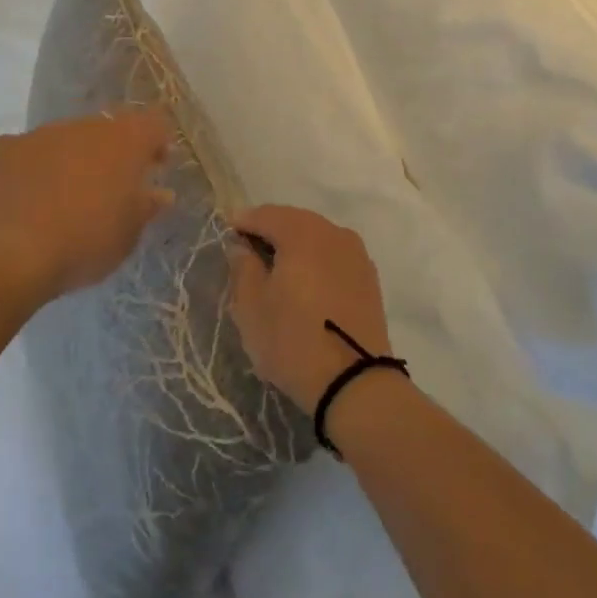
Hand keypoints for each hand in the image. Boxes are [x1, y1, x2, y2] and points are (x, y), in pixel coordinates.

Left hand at [0, 111, 172, 303]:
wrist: (6, 254)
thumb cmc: (83, 244)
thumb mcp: (128, 235)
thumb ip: (146, 207)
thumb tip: (159, 193)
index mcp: (124, 141)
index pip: (153, 124)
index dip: (157, 143)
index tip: (155, 168)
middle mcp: (85, 126)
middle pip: (108, 129)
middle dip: (113, 153)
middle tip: (110, 187)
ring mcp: (40, 134)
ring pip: (67, 139)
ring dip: (73, 159)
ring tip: (65, 198)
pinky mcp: (3, 148)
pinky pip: (29, 152)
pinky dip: (34, 169)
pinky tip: (27, 200)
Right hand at [226, 205, 393, 407]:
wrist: (356, 383)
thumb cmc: (293, 340)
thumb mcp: (251, 306)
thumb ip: (243, 267)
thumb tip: (242, 246)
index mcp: (302, 232)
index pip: (266, 214)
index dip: (243, 222)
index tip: (227, 234)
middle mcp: (333, 232)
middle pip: (294, 221)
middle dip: (270, 231)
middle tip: (248, 250)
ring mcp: (356, 254)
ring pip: (317, 237)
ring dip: (295, 245)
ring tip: (276, 268)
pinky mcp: (369, 278)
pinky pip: (334, 256)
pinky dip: (316, 260)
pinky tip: (305, 282)